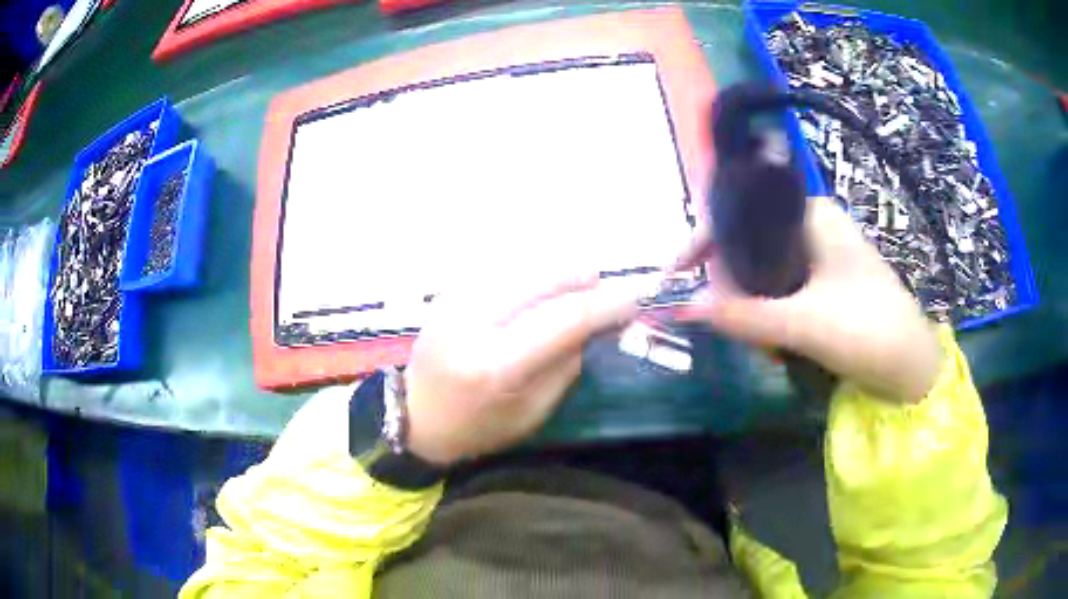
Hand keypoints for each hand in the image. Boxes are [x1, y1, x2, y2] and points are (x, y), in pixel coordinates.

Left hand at [404, 271, 638, 464]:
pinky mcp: (449, 291)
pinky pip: (501, 268)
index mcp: (497, 365)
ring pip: (523, 265)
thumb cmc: (478, 427)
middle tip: (604, 289)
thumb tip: (594, 324)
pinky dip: (530, 272)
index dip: (605, 306)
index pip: (564, 319)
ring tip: (578, 285)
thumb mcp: (532, 412)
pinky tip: (540, 287)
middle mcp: (474, 321)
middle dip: (583, 277)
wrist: (417, 415)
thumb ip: (566, 365)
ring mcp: (456, 300)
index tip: (632, 301)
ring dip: (558, 271)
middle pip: (543, 278)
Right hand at [676, 197, 942, 402]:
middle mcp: (813, 227)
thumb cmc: (870, 331)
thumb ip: (746, 315)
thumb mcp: (806, 324)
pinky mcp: (825, 286)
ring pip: (763, 270)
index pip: (741, 213)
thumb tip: (685, 307)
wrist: (914, 370)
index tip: (674, 277)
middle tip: (717, 316)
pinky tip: (773, 340)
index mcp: (811, 215)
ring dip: (749, 302)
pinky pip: (780, 290)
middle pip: (749, 242)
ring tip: (754, 336)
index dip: (702, 241)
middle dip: (728, 280)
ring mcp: (821, 257)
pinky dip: (767, 313)